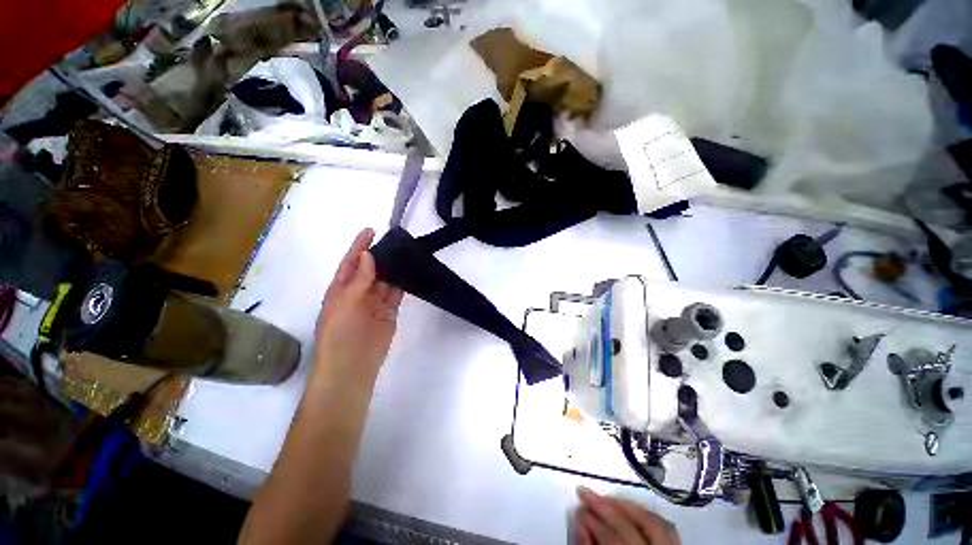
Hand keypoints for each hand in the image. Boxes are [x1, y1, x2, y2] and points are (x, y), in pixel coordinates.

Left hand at [313, 228, 402, 385]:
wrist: (352, 367)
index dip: (359, 246)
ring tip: (406, 252)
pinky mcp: (389, 312)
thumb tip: (368, 256)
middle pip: (371, 269)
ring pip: (385, 280)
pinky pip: (396, 293)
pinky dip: (402, 283)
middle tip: (396, 240)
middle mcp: (358, 293)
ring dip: (393, 268)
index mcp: (341, 289)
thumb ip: (359, 280)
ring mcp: (375, 302)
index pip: (351, 262)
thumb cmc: (340, 335)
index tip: (371, 230)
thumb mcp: (345, 304)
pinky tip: (410, 272)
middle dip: (380, 255)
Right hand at [576, 487, 679, 544]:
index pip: (613, 538)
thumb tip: (579, 522)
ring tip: (607, 496)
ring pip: (653, 521)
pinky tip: (633, 507)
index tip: (578, 507)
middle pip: (632, 524)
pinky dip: (648, 513)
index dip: (592, 521)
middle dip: (605, 506)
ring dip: (627, 505)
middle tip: (585, 491)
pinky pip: (667, 526)